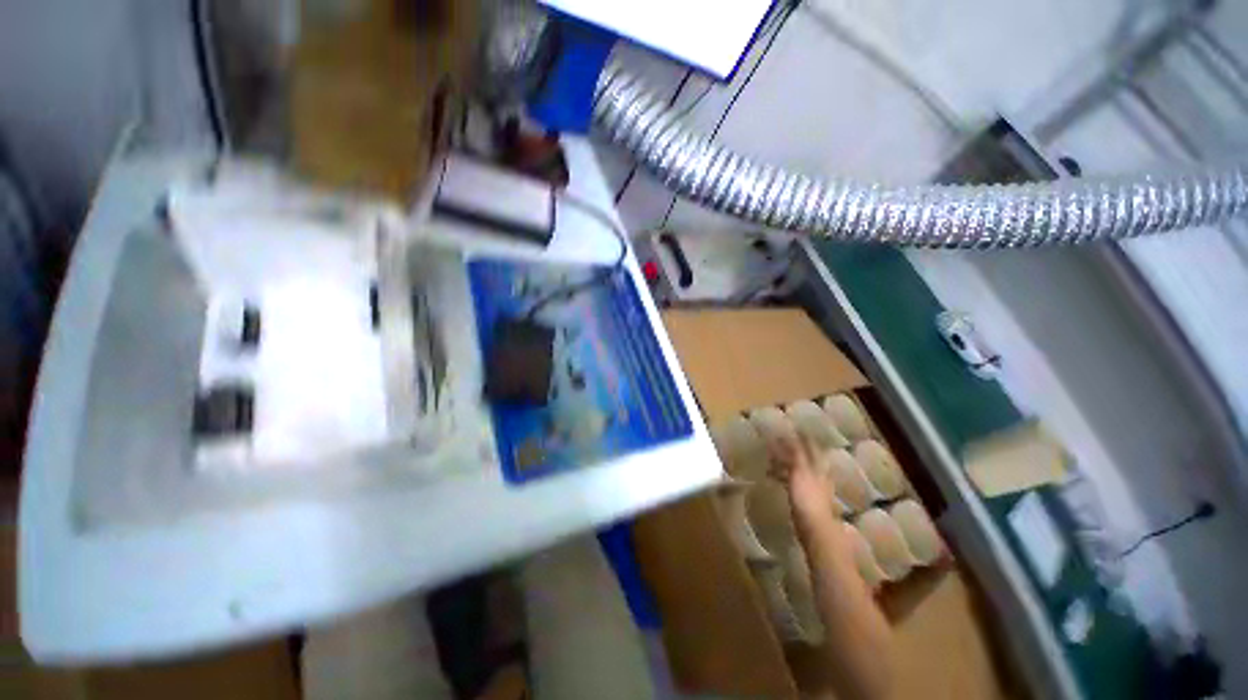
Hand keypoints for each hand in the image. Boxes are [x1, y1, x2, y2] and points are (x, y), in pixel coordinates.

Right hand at [768, 434, 835, 522]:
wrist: (814, 528)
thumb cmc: (808, 498)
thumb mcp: (800, 471)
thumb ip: (795, 454)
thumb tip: (788, 436)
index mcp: (817, 466)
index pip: (810, 446)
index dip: (802, 437)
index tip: (792, 427)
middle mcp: (816, 473)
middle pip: (804, 457)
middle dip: (791, 449)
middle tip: (777, 442)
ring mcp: (810, 486)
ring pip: (796, 468)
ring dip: (784, 462)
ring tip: (770, 458)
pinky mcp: (803, 497)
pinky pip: (790, 480)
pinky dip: (782, 475)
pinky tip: (772, 476)